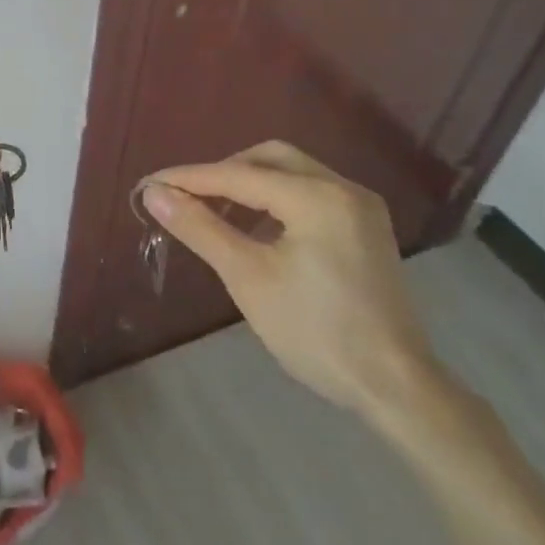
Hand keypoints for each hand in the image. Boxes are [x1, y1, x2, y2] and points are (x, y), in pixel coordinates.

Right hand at [142, 141, 439, 428]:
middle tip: (187, 196)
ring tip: (214, 211)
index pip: (239, 175)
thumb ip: (200, 228)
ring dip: (250, 184)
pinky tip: (257, 228)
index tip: (150, 184)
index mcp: (317, 196)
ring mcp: (361, 207)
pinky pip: (311, 194)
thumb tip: (154, 193)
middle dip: (224, 172)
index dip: (190, 178)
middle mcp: (344, 188)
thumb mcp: (248, 277)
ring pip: (293, 173)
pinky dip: (277, 200)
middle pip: (271, 158)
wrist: (395, 385)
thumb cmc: (315, 331)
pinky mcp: (366, 228)